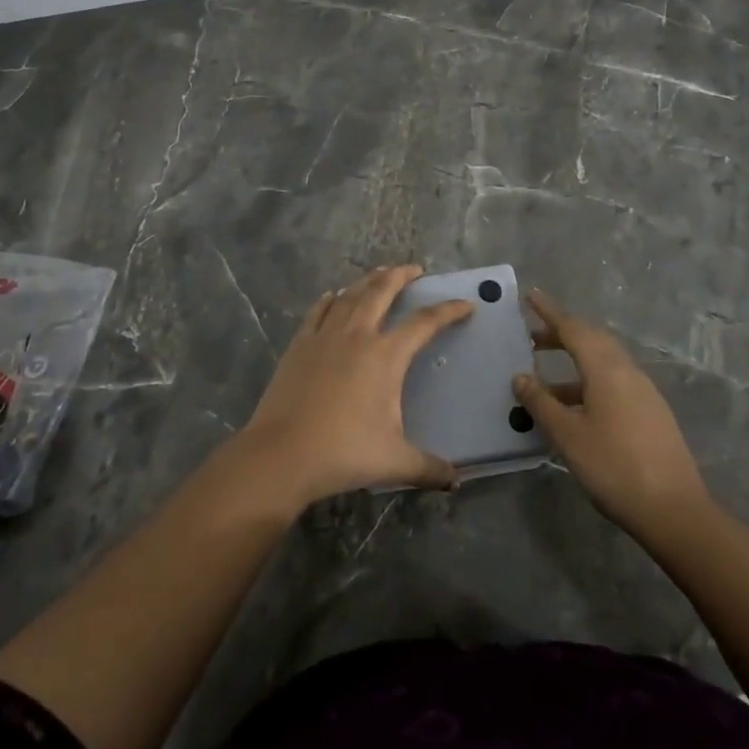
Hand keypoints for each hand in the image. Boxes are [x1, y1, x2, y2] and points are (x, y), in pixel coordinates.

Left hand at [239, 265, 470, 506]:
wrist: (283, 453)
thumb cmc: (344, 453)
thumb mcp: (394, 462)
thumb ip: (428, 467)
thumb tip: (454, 480)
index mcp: (386, 355)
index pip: (424, 323)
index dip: (448, 311)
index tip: (464, 305)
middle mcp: (357, 335)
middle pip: (382, 291)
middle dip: (401, 275)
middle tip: (414, 269)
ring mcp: (325, 336)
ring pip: (350, 295)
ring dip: (367, 281)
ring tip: (378, 274)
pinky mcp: (299, 344)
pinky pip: (318, 311)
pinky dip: (330, 299)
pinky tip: (333, 296)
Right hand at [512, 290, 707, 536]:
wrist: (674, 511)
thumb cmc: (613, 467)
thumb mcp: (568, 435)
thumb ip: (541, 403)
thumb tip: (520, 376)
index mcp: (607, 369)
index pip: (573, 328)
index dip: (550, 312)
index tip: (531, 295)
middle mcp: (628, 372)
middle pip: (592, 340)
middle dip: (562, 335)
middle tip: (532, 337)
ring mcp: (643, 392)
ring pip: (604, 363)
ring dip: (574, 363)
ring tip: (544, 382)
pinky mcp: (651, 413)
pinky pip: (614, 383)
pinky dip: (588, 383)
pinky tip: (574, 408)